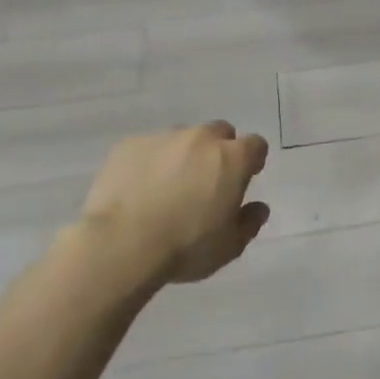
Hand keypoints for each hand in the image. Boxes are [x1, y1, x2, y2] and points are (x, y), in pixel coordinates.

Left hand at [80, 121, 269, 288]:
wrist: (121, 244)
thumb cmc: (186, 246)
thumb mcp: (229, 246)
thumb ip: (249, 222)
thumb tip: (258, 208)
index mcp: (232, 158)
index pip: (255, 145)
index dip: (252, 160)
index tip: (244, 178)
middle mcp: (201, 138)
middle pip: (219, 132)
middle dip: (218, 150)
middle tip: (207, 182)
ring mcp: (162, 138)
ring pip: (181, 138)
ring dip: (182, 155)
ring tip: (167, 187)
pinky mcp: (129, 145)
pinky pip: (147, 148)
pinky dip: (149, 162)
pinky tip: (138, 189)